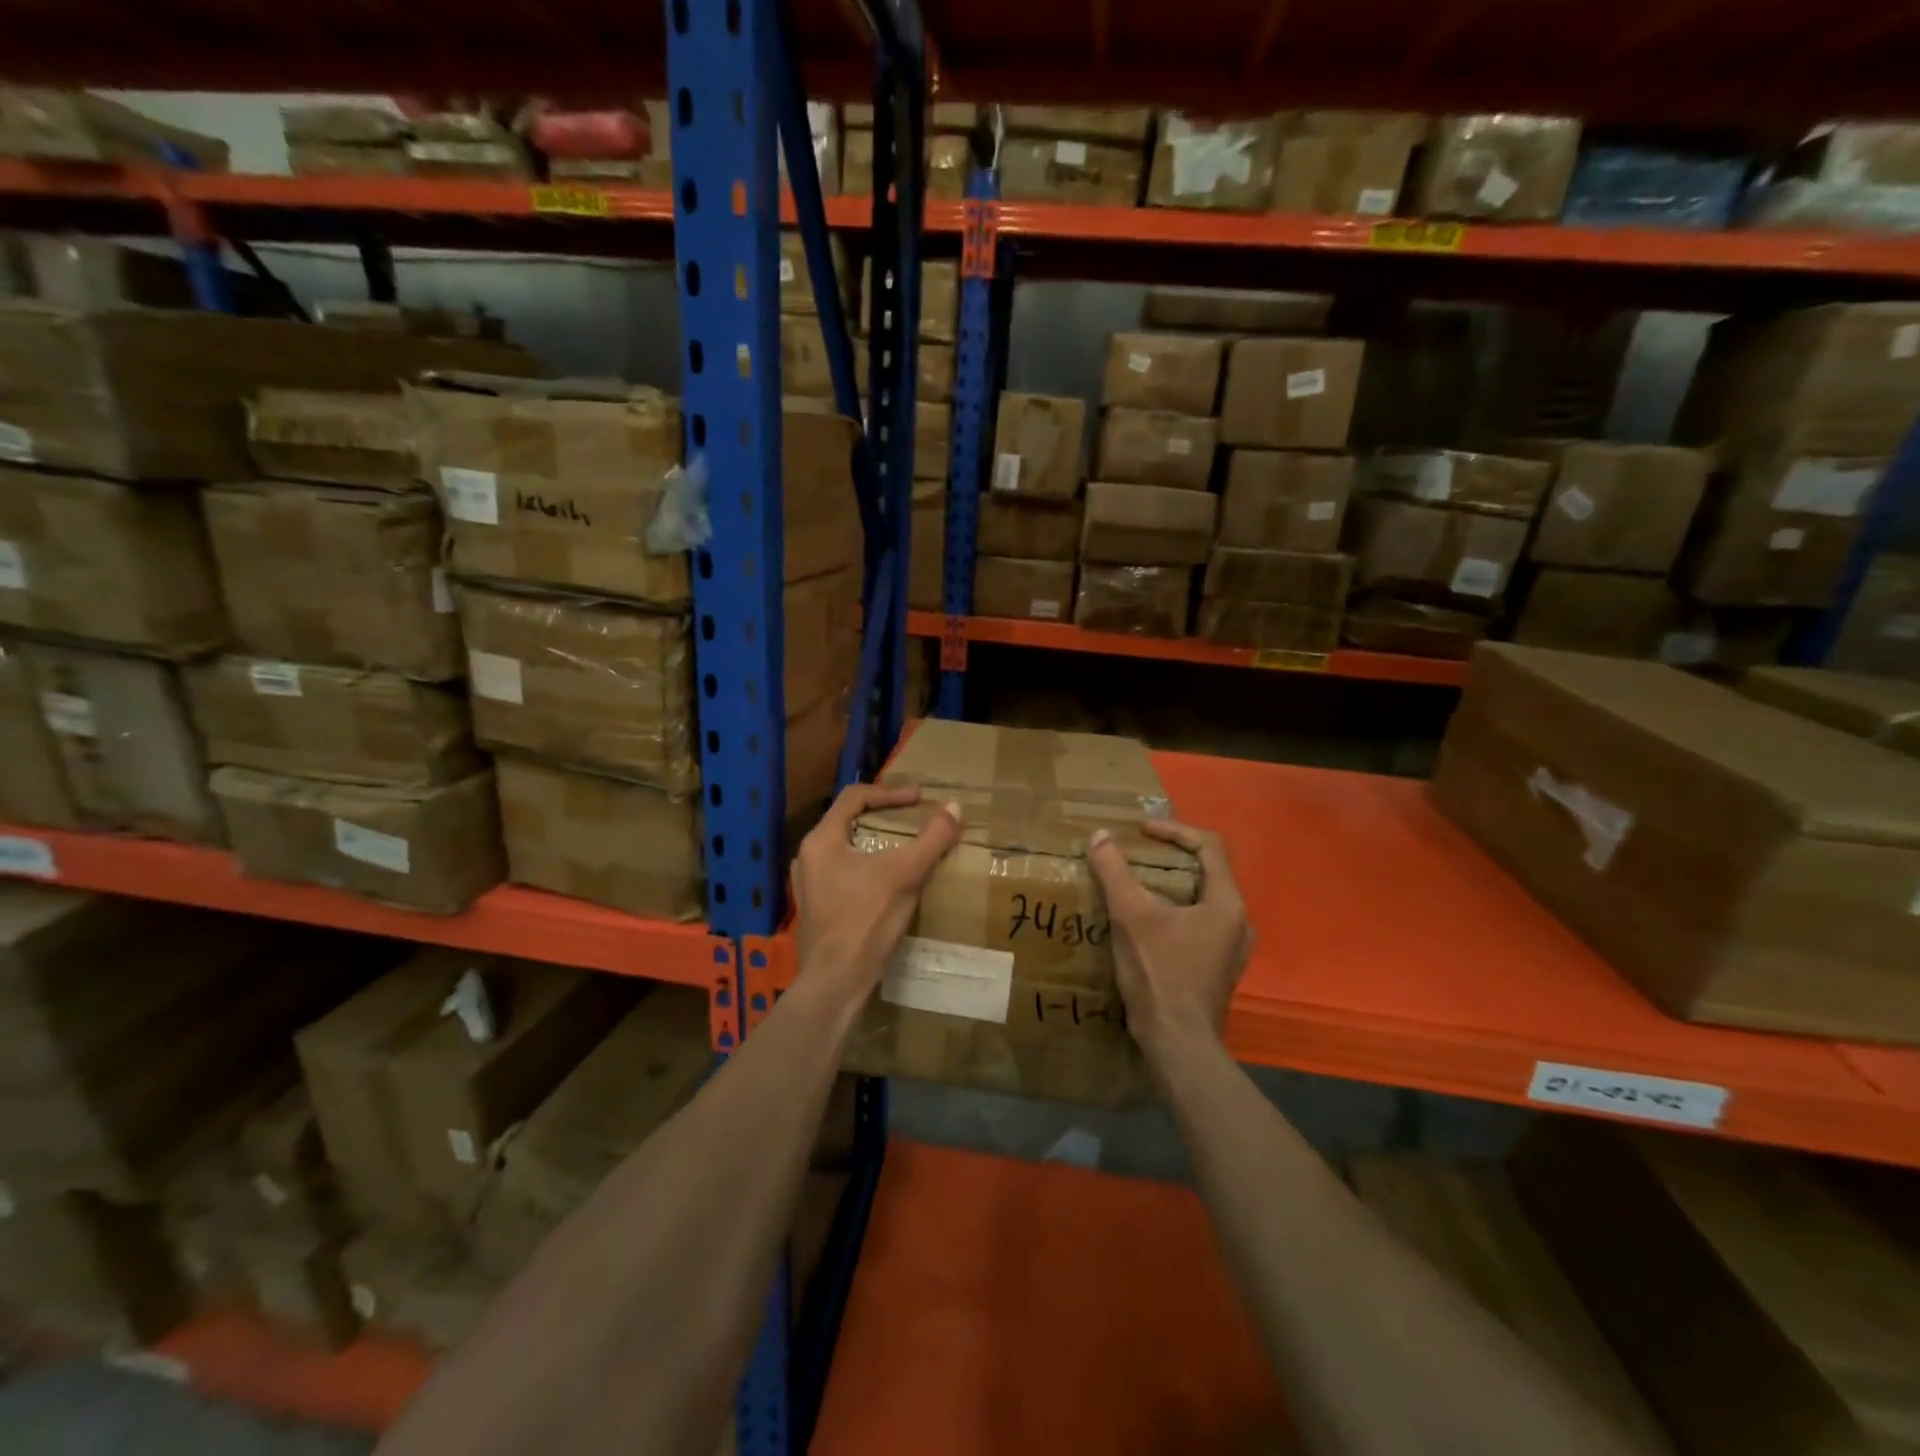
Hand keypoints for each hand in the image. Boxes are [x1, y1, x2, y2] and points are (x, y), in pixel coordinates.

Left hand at [792, 784, 962, 998]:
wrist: (836, 983)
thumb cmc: (865, 921)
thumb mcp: (904, 875)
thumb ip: (931, 839)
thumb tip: (955, 807)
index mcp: (821, 841)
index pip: (854, 797)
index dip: (890, 793)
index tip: (920, 799)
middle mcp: (808, 857)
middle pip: (849, 821)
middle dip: (884, 817)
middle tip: (914, 819)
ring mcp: (809, 884)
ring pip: (848, 849)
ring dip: (878, 843)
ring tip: (906, 848)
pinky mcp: (818, 908)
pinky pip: (846, 873)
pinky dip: (870, 867)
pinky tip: (892, 882)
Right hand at [1087, 820, 1251, 1059]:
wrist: (1178, 1043)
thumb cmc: (1160, 973)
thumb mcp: (1131, 917)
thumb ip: (1114, 872)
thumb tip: (1099, 836)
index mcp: (1226, 903)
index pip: (1208, 846)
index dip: (1173, 830)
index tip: (1140, 831)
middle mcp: (1238, 922)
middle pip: (1207, 872)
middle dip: (1170, 858)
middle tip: (1136, 854)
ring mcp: (1231, 948)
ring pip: (1202, 900)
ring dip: (1171, 886)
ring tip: (1136, 885)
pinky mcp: (1218, 968)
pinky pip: (1198, 924)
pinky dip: (1173, 911)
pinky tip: (1145, 923)